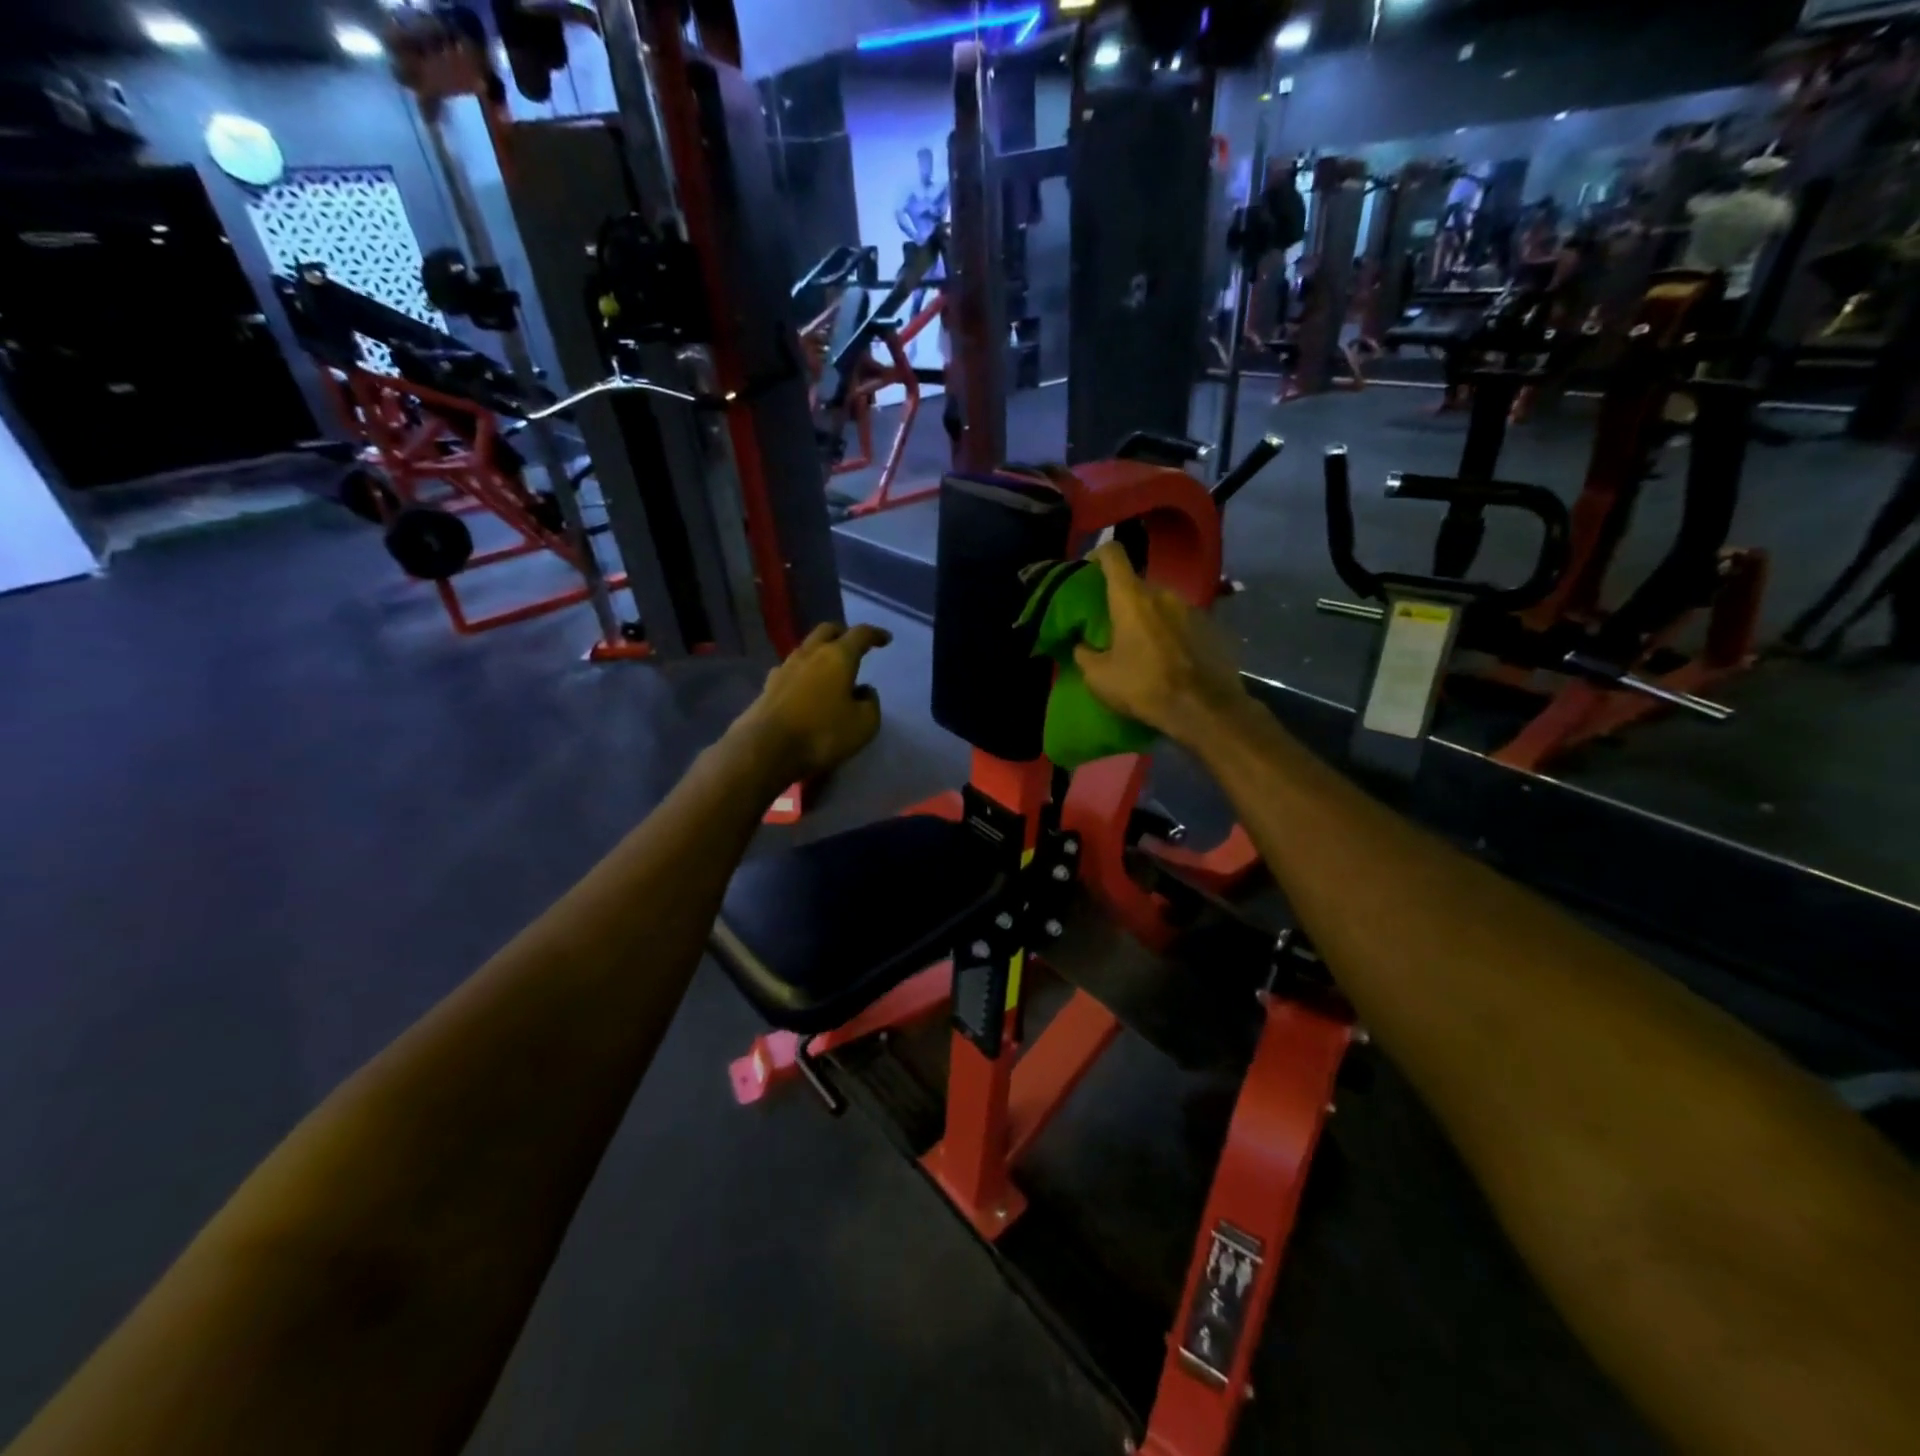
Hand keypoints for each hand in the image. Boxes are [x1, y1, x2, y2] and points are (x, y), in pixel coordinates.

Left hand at [737, 623, 891, 785]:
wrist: (765, 749)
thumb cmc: (822, 734)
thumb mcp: (864, 724)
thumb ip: (870, 703)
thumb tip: (864, 691)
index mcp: (838, 656)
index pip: (860, 634)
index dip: (875, 634)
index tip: (885, 639)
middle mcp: (810, 654)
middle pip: (827, 630)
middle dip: (843, 633)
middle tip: (854, 644)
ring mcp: (785, 668)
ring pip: (806, 648)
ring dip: (820, 652)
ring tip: (830, 668)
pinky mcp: (768, 686)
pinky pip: (791, 670)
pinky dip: (803, 673)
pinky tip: (806, 687)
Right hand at [1072, 542, 1246, 748]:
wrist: (1204, 710)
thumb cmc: (1144, 687)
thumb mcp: (1099, 678)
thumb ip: (1085, 654)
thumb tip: (1083, 646)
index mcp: (1132, 598)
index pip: (1113, 555)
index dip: (1098, 554)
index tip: (1089, 567)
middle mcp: (1165, 594)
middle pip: (1139, 585)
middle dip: (1125, 599)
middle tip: (1115, 624)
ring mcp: (1193, 609)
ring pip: (1164, 604)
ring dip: (1151, 618)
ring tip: (1144, 645)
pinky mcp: (1214, 628)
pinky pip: (1185, 623)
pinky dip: (1174, 633)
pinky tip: (1171, 659)